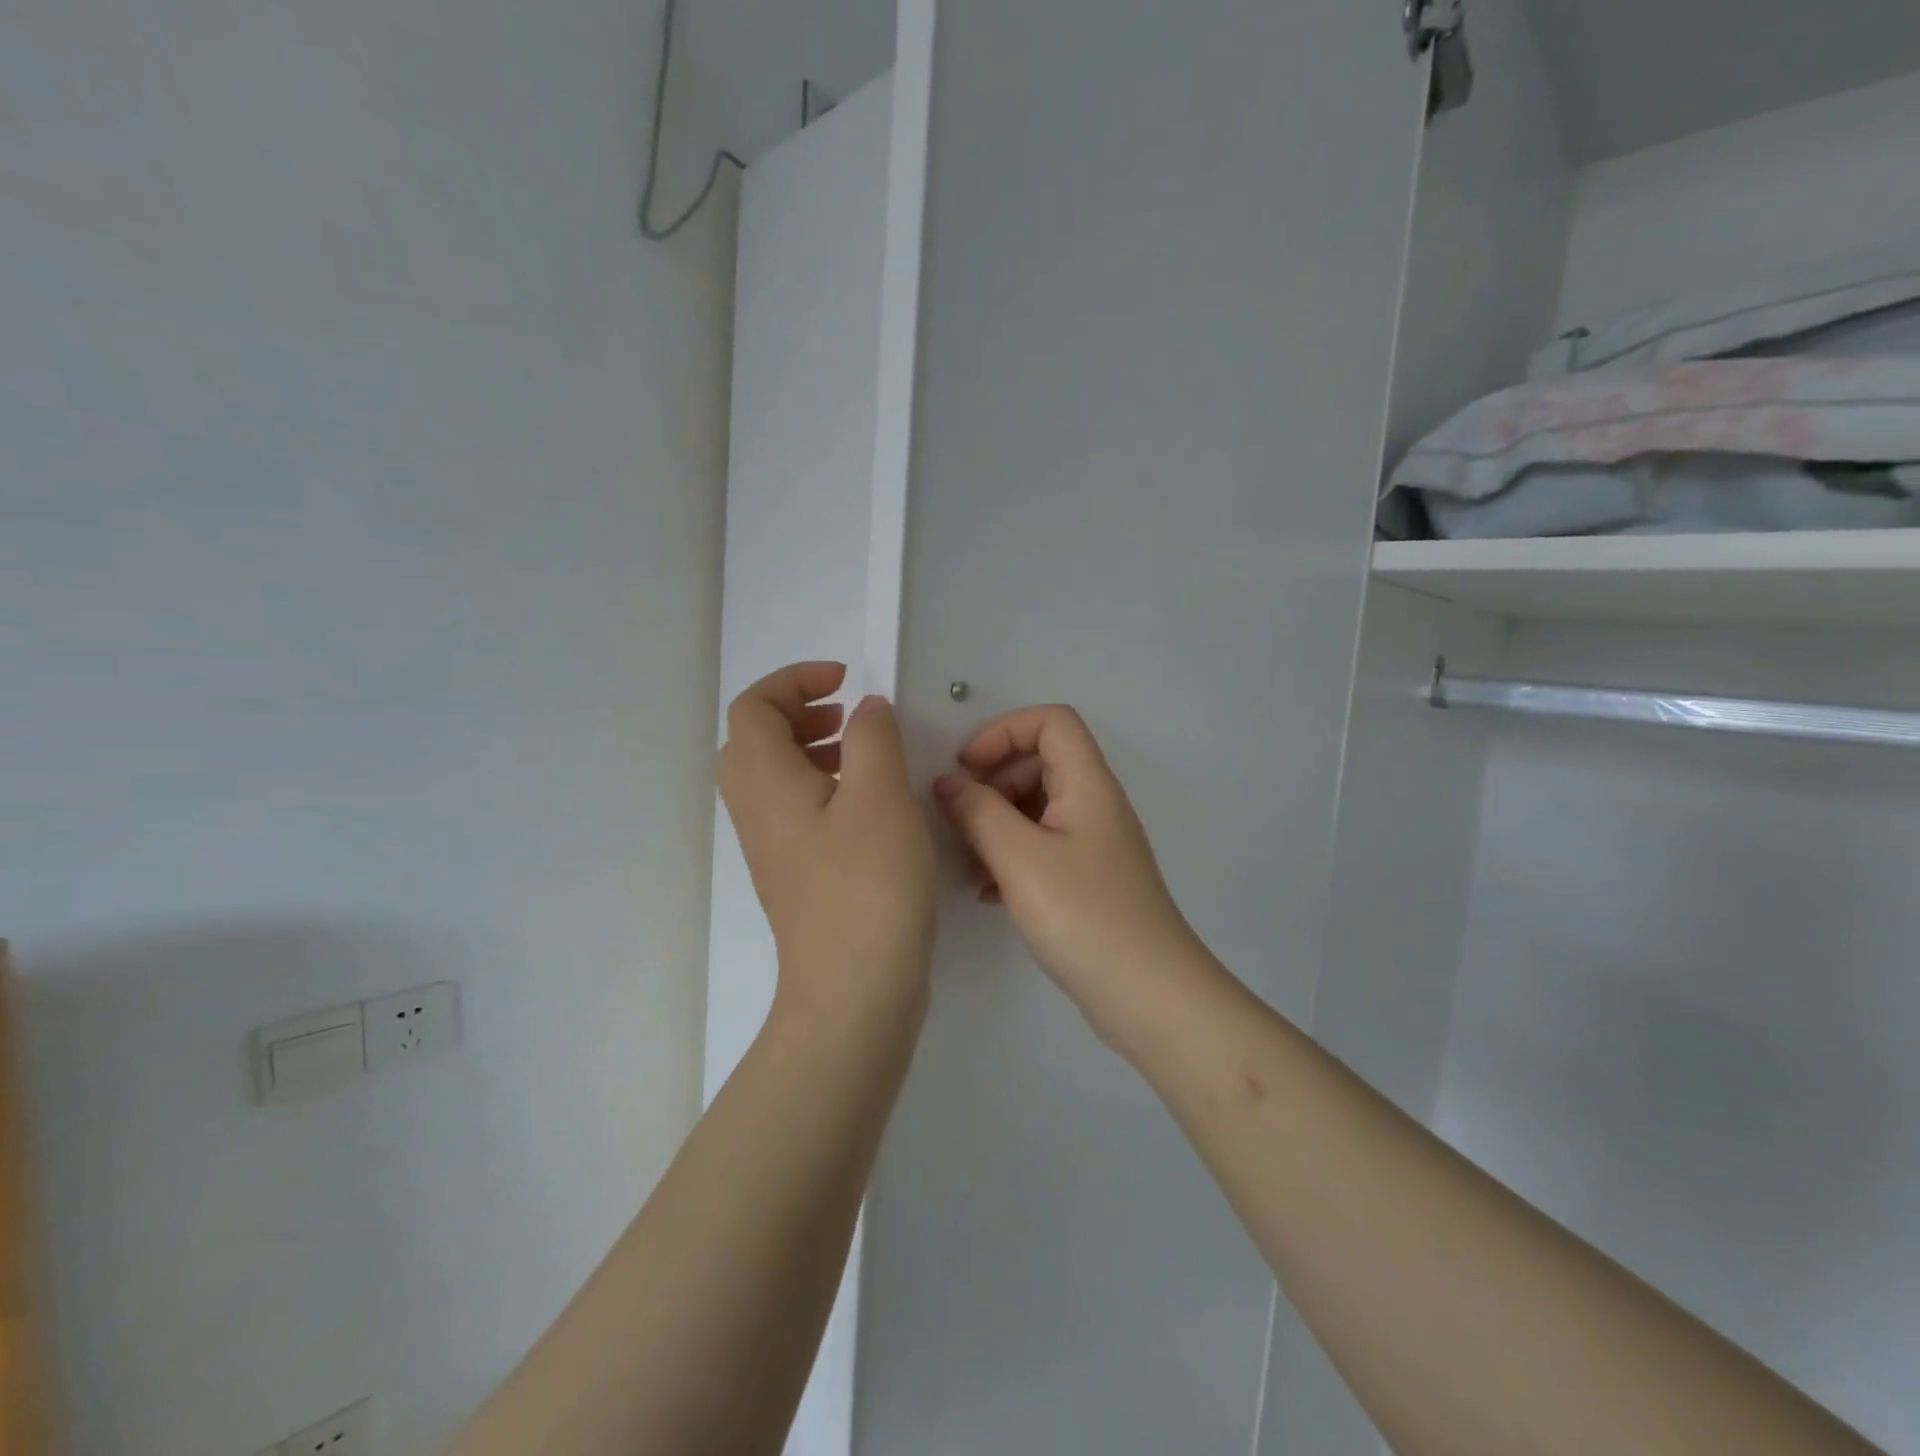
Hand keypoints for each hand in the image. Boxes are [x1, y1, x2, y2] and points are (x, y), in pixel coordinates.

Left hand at [720, 663, 937, 1019]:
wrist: (853, 990)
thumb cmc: (868, 884)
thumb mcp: (880, 795)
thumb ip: (872, 737)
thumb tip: (866, 711)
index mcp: (764, 781)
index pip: (753, 707)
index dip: (793, 681)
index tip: (844, 683)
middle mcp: (754, 810)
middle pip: (754, 739)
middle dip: (799, 713)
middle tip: (848, 716)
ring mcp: (770, 846)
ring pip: (773, 776)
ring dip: (811, 749)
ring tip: (862, 753)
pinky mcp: (792, 873)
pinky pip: (791, 808)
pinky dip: (820, 786)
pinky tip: (867, 804)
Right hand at [934, 706, 1205, 1028]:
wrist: (1148, 995)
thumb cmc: (1083, 916)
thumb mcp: (1019, 858)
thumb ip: (978, 811)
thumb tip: (948, 782)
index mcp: (1088, 784)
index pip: (1051, 722)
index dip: (1003, 731)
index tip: (966, 769)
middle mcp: (1095, 804)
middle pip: (1041, 762)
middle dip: (994, 781)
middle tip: (960, 819)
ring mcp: (1094, 844)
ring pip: (1038, 807)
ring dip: (997, 822)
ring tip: (969, 863)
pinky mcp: (1089, 879)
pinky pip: (1043, 845)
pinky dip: (1012, 855)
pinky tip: (989, 892)